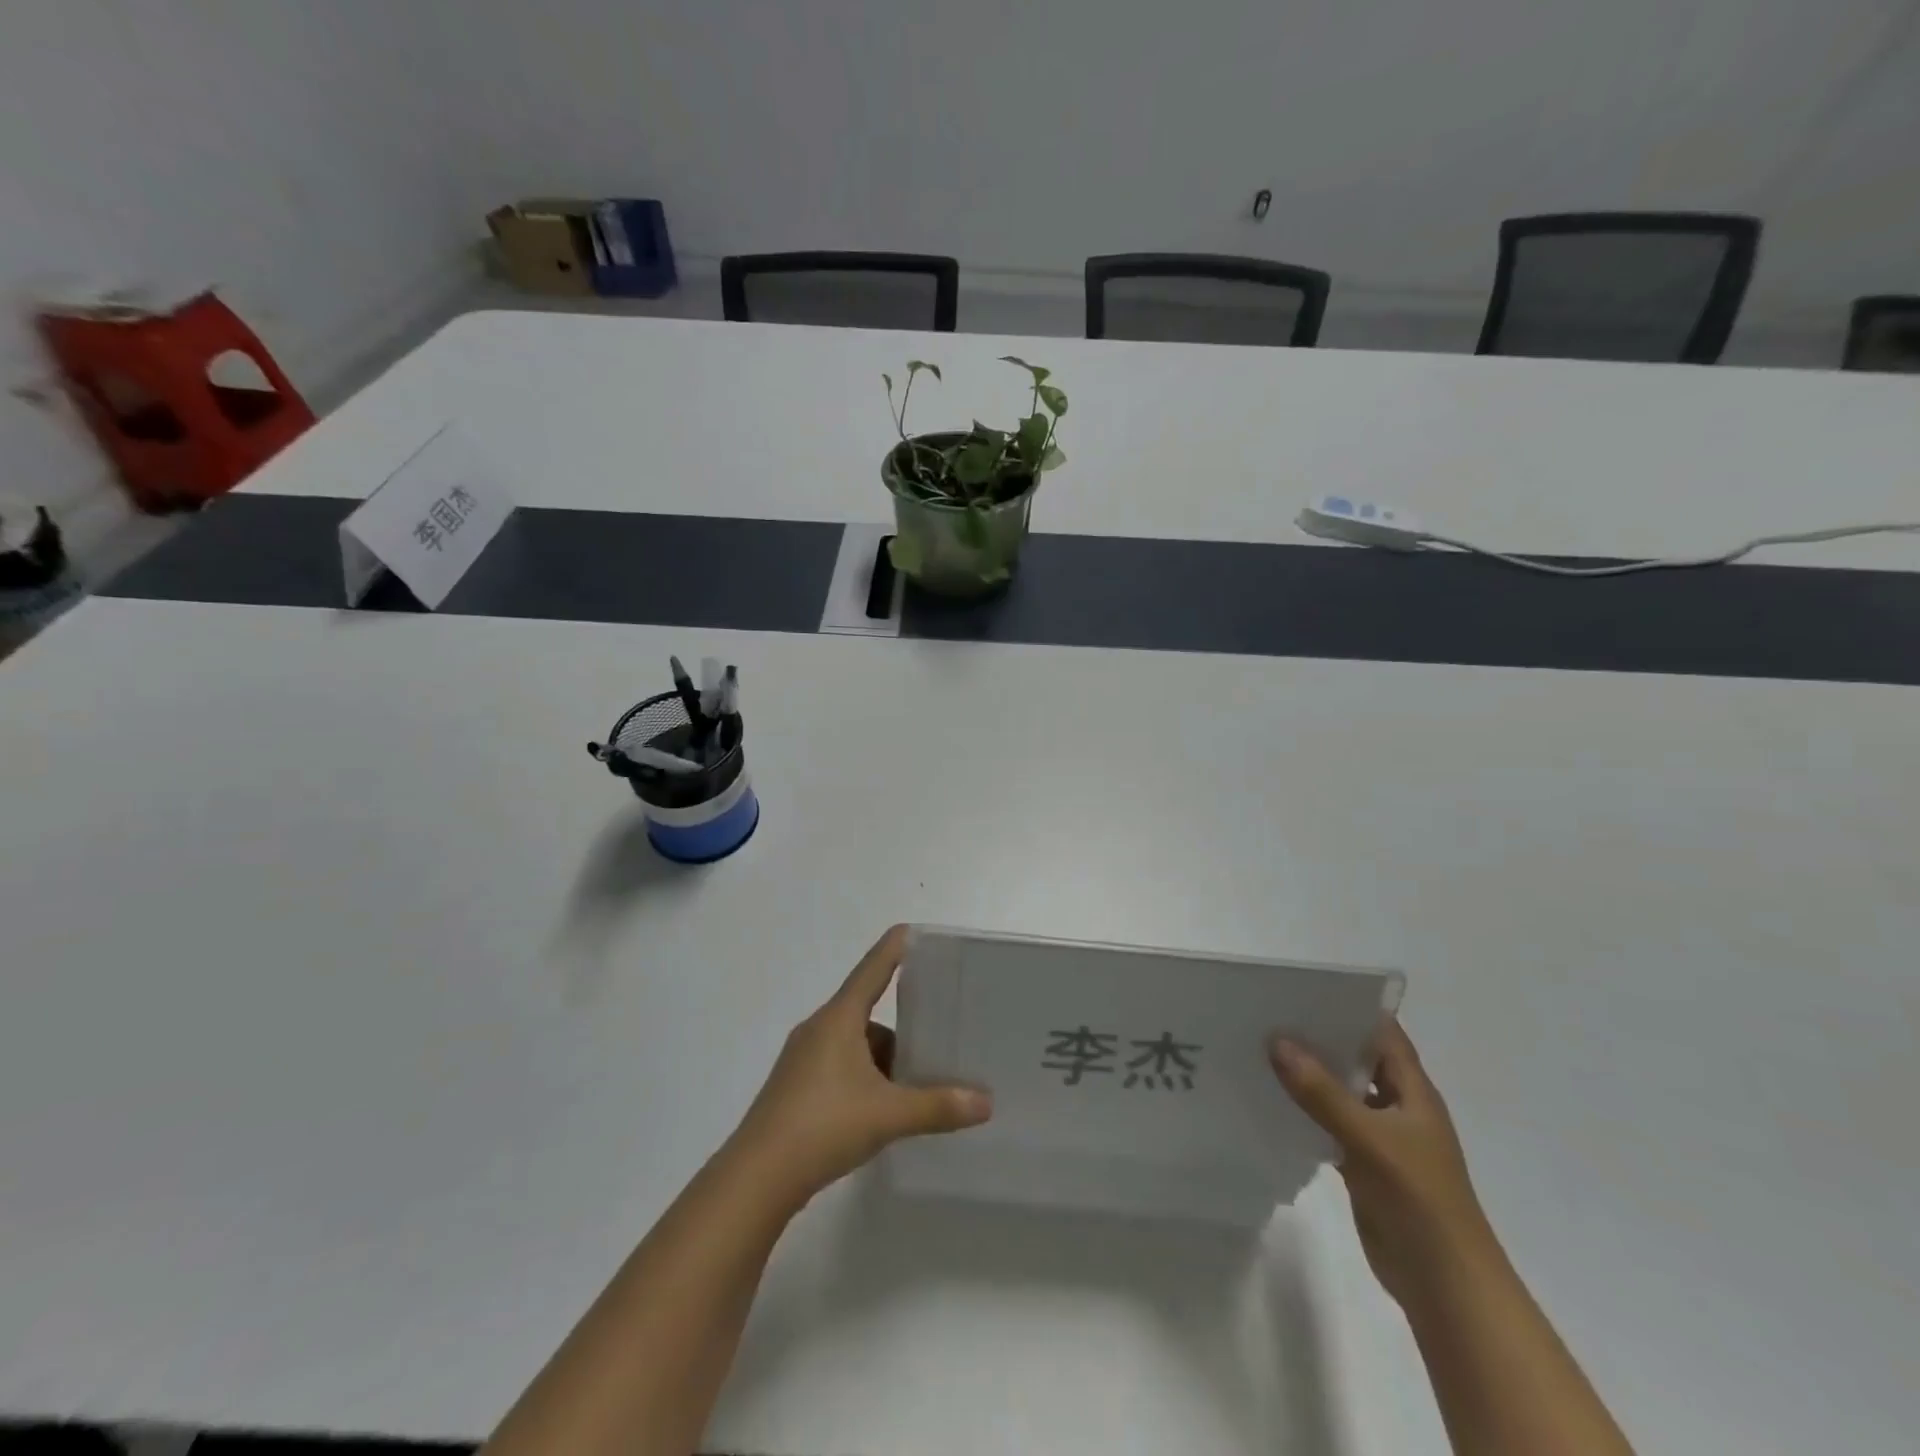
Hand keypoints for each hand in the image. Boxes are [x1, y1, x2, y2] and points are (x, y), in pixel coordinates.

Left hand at [729, 926, 991, 1210]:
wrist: (757, 1177)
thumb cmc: (824, 1125)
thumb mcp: (889, 1115)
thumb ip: (938, 1106)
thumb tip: (986, 1102)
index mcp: (839, 1019)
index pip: (872, 970)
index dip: (893, 949)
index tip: (910, 930)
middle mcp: (818, 1030)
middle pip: (866, 1013)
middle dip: (900, 1029)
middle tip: (935, 1042)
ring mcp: (802, 1060)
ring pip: (853, 1046)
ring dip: (881, 1061)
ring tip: (912, 1090)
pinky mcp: (794, 1089)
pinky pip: (838, 1068)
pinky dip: (863, 1080)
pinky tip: (879, 1112)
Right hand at [1270, 1020, 1499, 1310]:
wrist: (1445, 1285)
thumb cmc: (1420, 1200)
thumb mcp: (1370, 1139)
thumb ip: (1322, 1092)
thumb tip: (1276, 1040)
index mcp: (1413, 1092)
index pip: (1383, 1034)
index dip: (1349, 1008)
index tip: (1302, 989)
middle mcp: (1397, 1107)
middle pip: (1356, 1059)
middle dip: (1319, 1037)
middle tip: (1267, 1014)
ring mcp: (1380, 1138)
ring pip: (1339, 1093)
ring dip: (1308, 1076)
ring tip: (1259, 1050)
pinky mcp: (1362, 1166)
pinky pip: (1328, 1126)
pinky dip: (1304, 1112)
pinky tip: (1269, 1102)